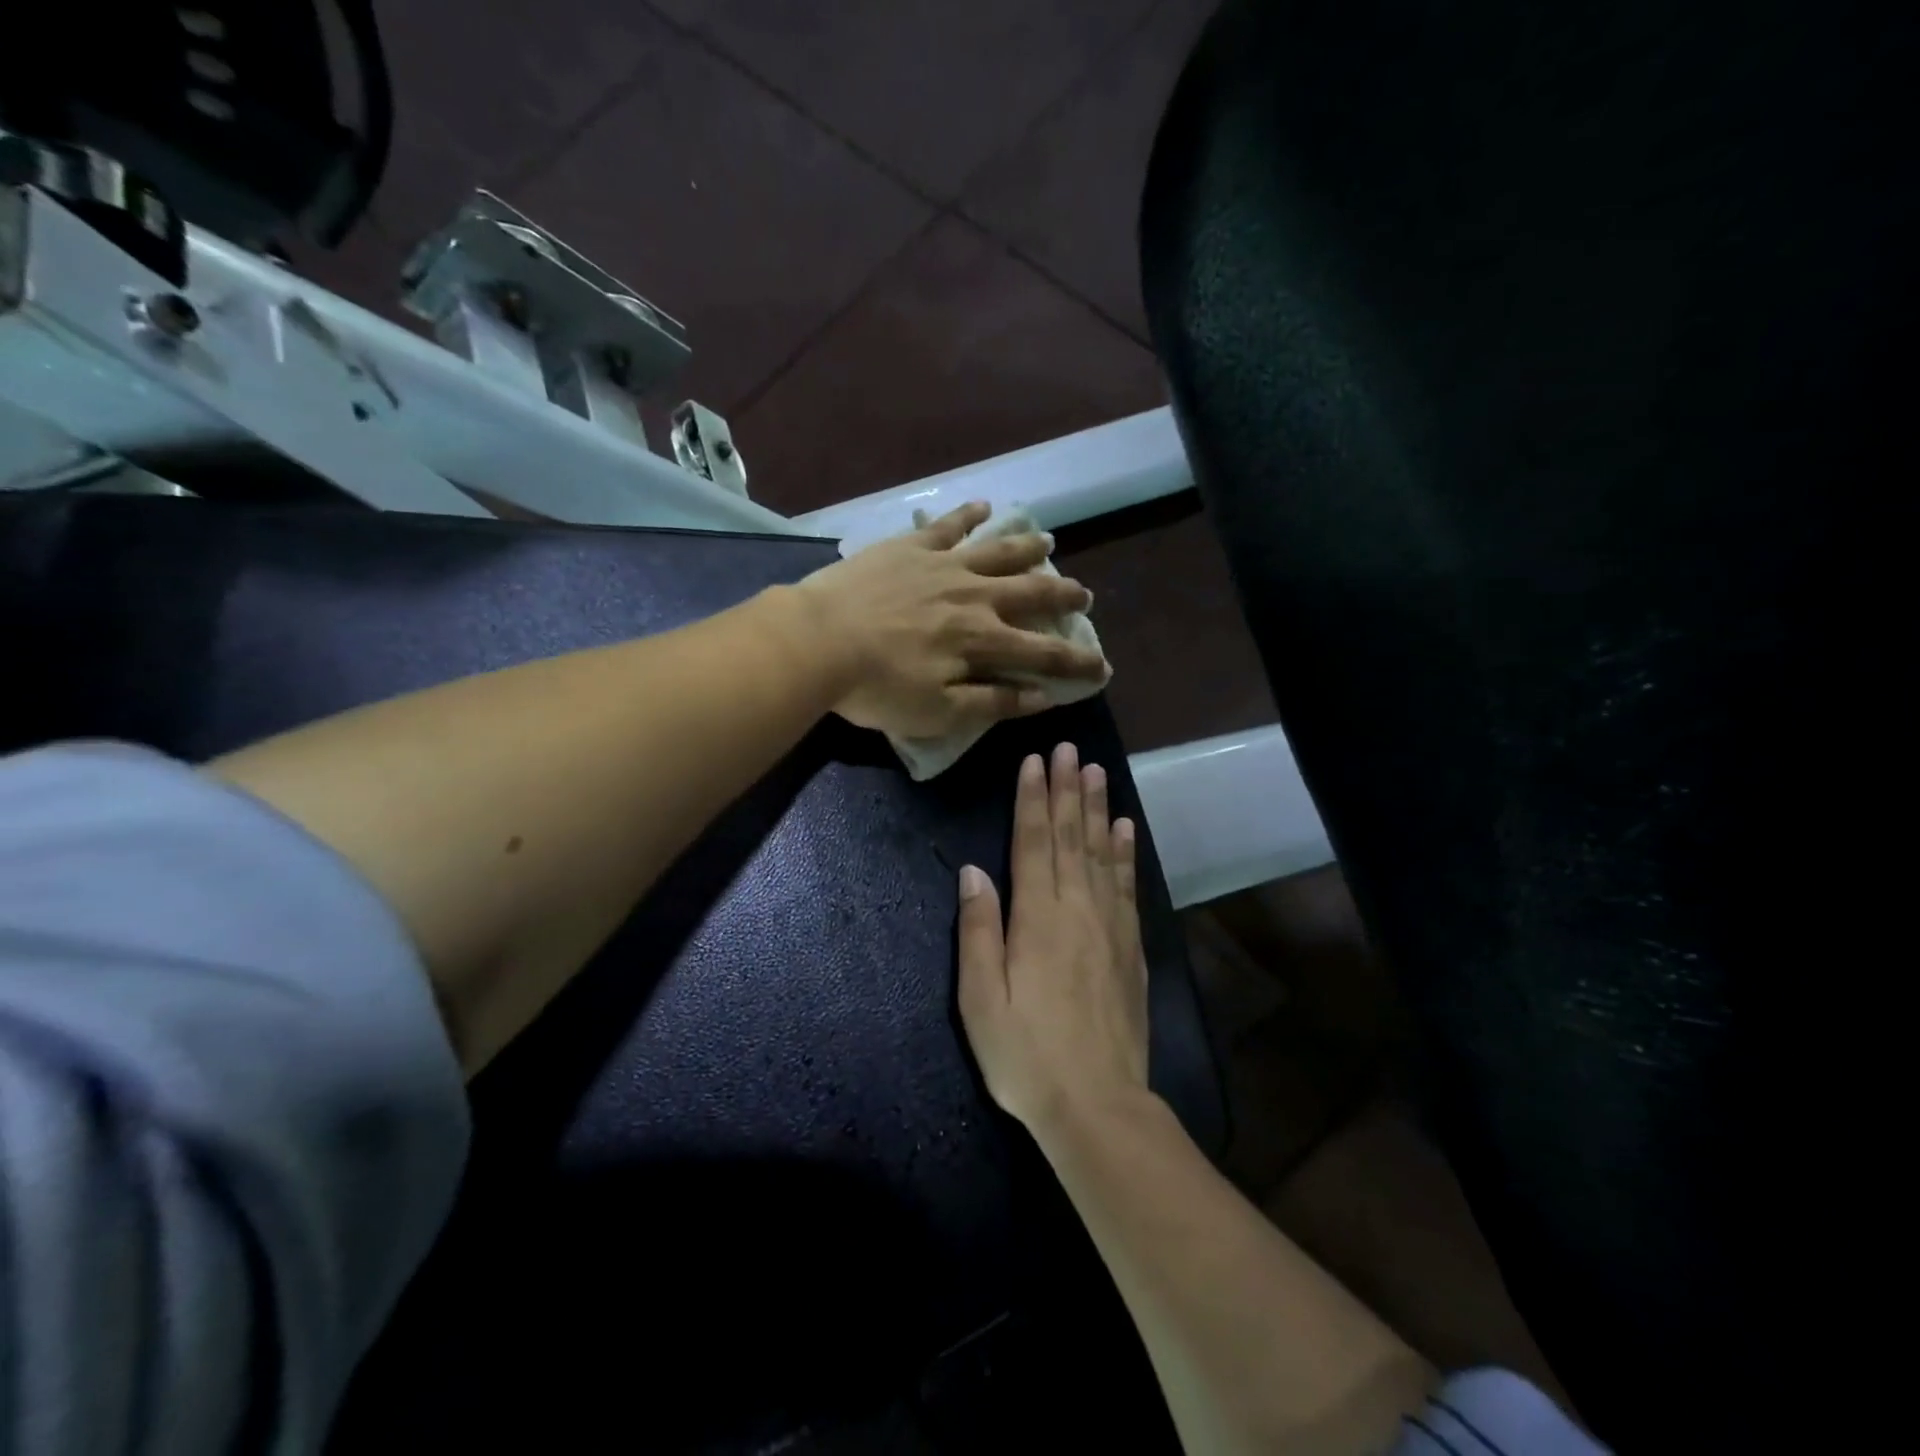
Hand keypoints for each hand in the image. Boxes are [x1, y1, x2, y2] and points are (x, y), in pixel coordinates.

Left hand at [794, 502, 1107, 739]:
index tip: (1102, 669)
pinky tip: (985, 507)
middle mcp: (974, 597)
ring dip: (1027, 548)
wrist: (818, 640)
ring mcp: (943, 565)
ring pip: (998, 552)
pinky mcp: (911, 546)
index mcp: (982, 640)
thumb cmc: (877, 686)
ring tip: (1049, 542)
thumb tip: (1042, 697)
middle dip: (1062, 596)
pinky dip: (969, 515)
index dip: (1076, 664)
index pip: (1043, 655)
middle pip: (1031, 593)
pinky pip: (948, 525)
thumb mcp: (938, 712)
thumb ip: (992, 703)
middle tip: (1085, 596)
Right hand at [956, 742, 1149, 1134]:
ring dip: (1097, 809)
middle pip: (1072, 837)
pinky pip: (1128, 886)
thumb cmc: (1025, 1054)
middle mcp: (1077, 909)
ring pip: (1103, 853)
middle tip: (1068, 749)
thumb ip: (978, 930)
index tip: (1034, 761)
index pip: (1035, 842)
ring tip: (1095, 772)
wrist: (1098, 1104)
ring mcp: (1110, 926)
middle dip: (1067, 790)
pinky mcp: (1131, 947)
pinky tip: (1125, 829)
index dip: (1033, 799)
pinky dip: (1126, 852)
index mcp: (1037, 918)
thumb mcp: (980, 999)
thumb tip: (973, 871)